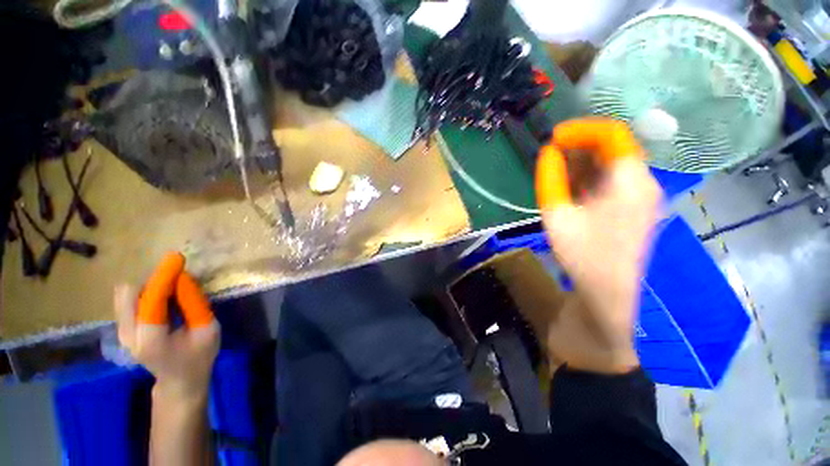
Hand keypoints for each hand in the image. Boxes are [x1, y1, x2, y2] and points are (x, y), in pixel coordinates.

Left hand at [114, 252, 219, 399]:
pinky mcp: (122, 327)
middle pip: (129, 293)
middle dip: (154, 280)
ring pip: (126, 293)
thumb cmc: (199, 356)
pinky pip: (128, 299)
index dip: (164, 277)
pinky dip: (146, 292)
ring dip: (150, 285)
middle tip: (179, 281)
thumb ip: (195, 304)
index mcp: (150, 340)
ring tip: (173, 292)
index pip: (151, 301)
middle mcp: (127, 335)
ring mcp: (121, 331)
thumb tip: (183, 278)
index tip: (177, 258)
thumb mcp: (207, 330)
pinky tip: (164, 300)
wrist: (179, 380)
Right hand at [535, 118, 660, 372]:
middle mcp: (642, 183)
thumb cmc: (583, 255)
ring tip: (553, 173)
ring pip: (610, 166)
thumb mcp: (558, 214)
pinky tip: (568, 188)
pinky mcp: (631, 209)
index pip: (613, 135)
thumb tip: (547, 153)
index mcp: (631, 181)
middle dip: (579, 148)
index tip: (553, 137)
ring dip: (581, 164)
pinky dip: (587, 179)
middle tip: (548, 157)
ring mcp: (640, 197)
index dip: (582, 130)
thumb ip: (551, 180)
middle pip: (613, 149)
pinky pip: (610, 182)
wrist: (606, 294)